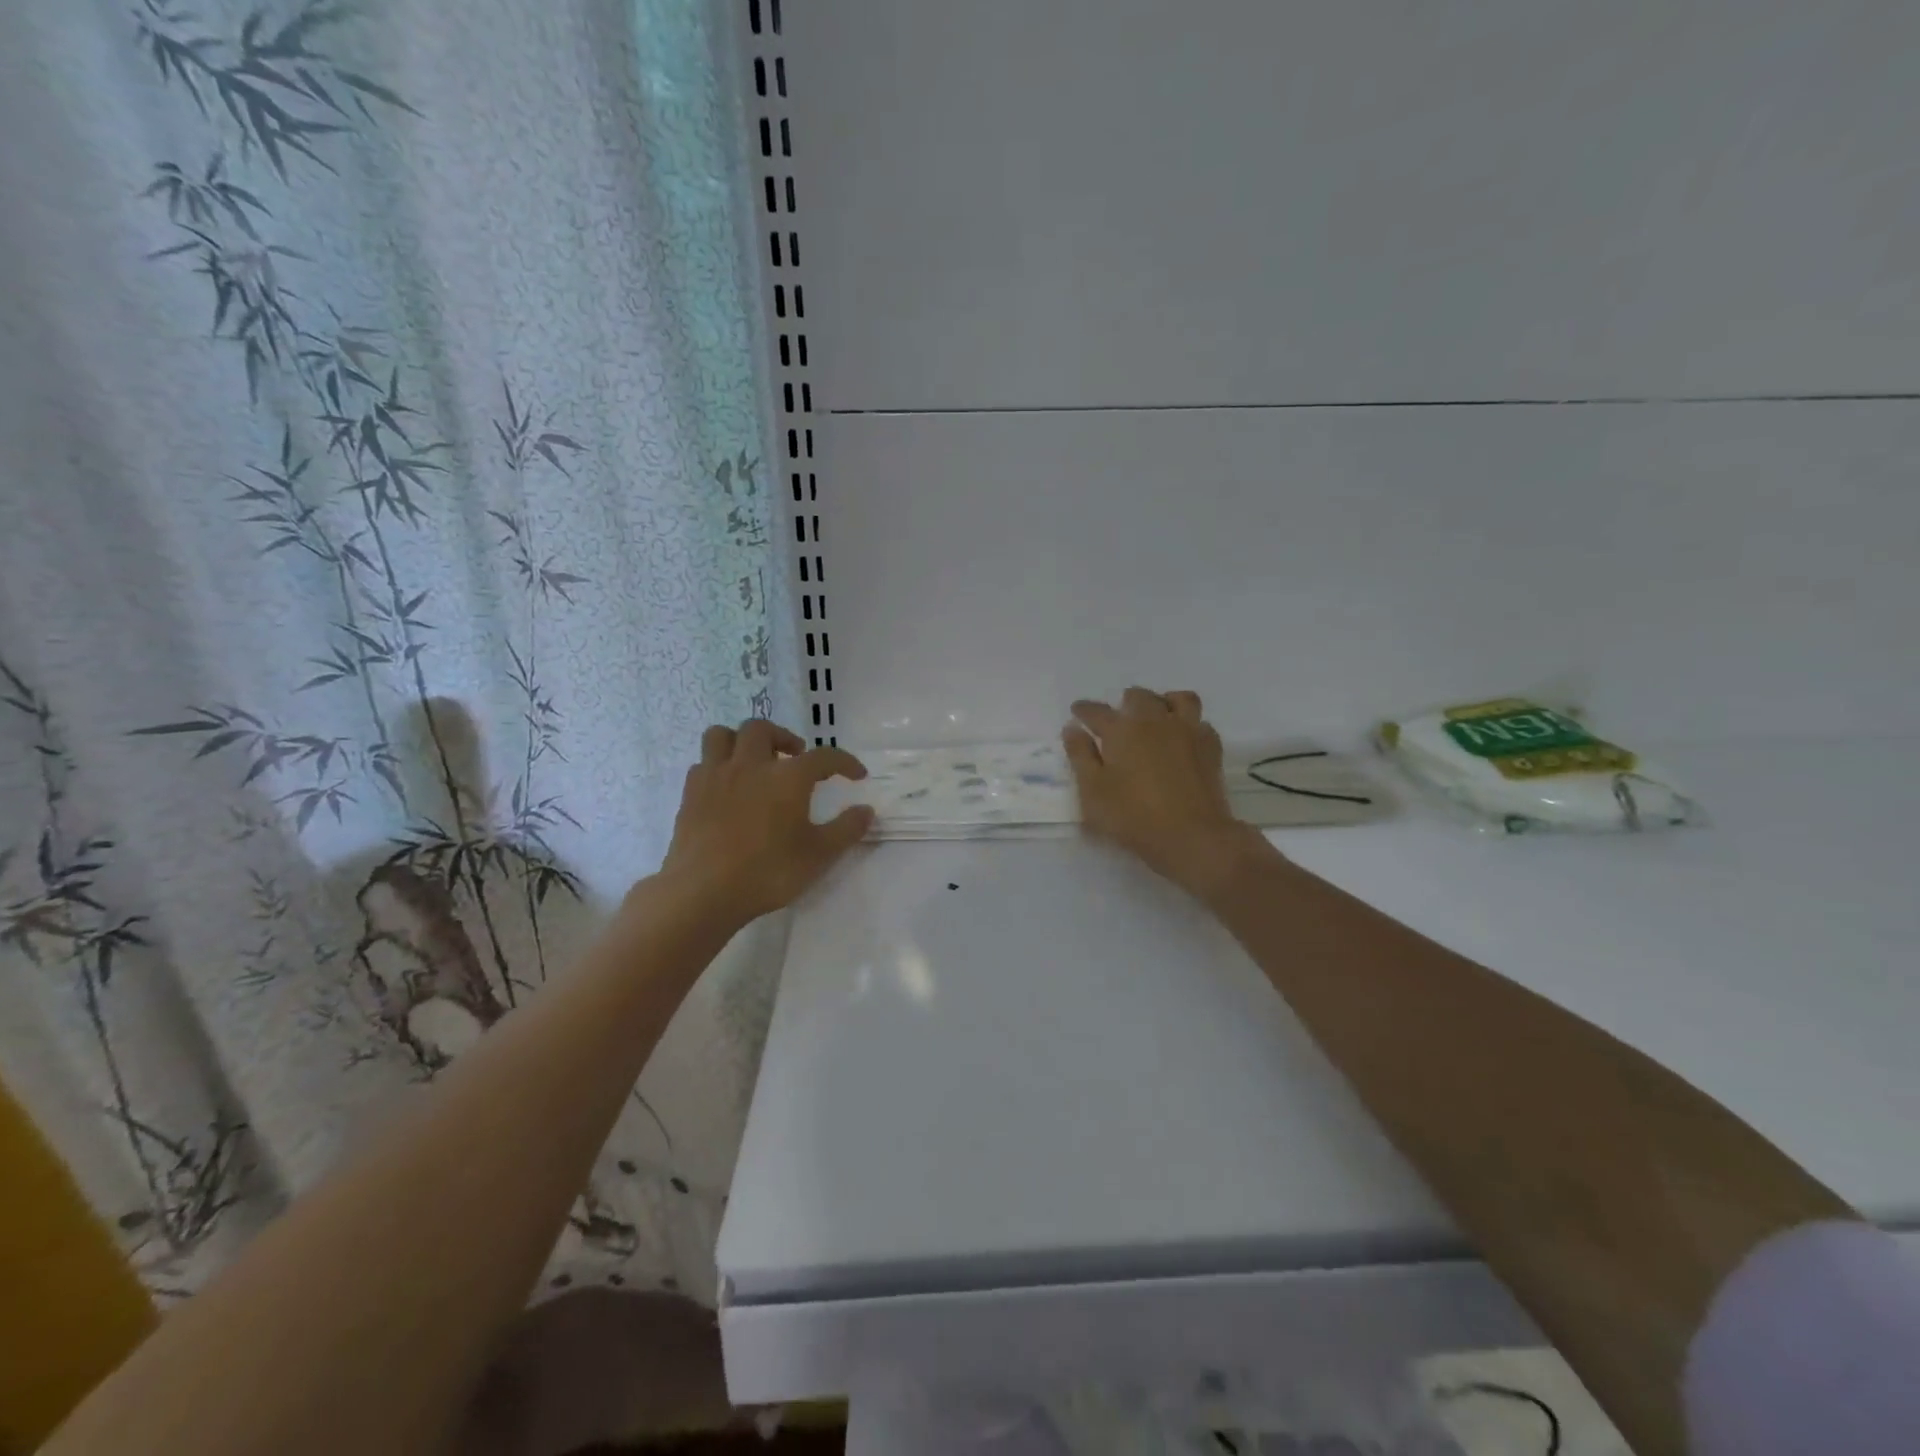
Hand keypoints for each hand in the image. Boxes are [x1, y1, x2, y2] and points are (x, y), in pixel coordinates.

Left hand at [660, 720, 873, 924]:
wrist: (704, 892)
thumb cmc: (768, 872)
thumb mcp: (819, 855)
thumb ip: (846, 829)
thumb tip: (866, 810)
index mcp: (788, 777)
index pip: (824, 757)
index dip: (845, 762)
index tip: (857, 775)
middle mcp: (751, 765)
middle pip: (763, 729)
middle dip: (783, 737)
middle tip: (795, 757)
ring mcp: (716, 776)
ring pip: (723, 735)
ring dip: (741, 741)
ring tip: (754, 761)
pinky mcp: (690, 794)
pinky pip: (703, 763)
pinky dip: (718, 766)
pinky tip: (727, 787)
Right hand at [1063, 688, 1263, 901]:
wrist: (1192, 836)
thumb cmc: (1133, 816)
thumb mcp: (1093, 791)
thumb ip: (1081, 756)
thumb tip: (1072, 728)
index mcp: (1122, 730)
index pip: (1097, 712)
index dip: (1084, 710)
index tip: (1077, 711)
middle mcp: (1155, 721)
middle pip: (1139, 697)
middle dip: (1125, 702)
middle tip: (1119, 718)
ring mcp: (1187, 731)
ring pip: (1178, 699)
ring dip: (1164, 701)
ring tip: (1157, 716)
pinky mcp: (1211, 748)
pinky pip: (1201, 723)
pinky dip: (1190, 724)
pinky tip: (1184, 739)